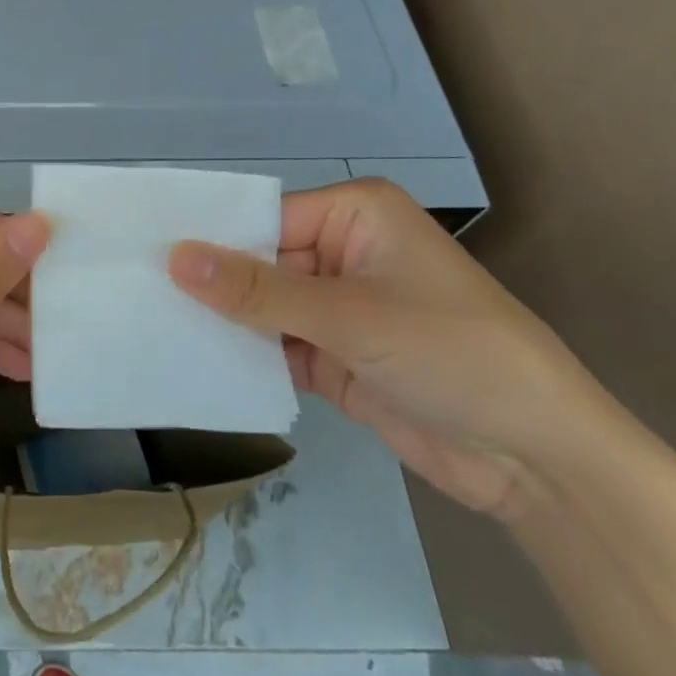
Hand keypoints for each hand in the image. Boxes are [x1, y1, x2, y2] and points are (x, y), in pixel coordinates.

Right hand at [168, 178, 609, 518]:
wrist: (538, 460)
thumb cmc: (451, 352)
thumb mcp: (348, 315)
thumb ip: (257, 289)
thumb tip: (174, 255)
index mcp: (353, 214)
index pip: (263, 217)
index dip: (210, 237)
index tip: (144, 253)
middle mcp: (342, 251)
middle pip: (258, 260)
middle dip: (210, 282)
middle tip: (136, 292)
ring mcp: (338, 306)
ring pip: (262, 305)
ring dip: (222, 320)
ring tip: (151, 324)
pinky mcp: (335, 355)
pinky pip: (276, 345)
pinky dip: (246, 355)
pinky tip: (196, 360)